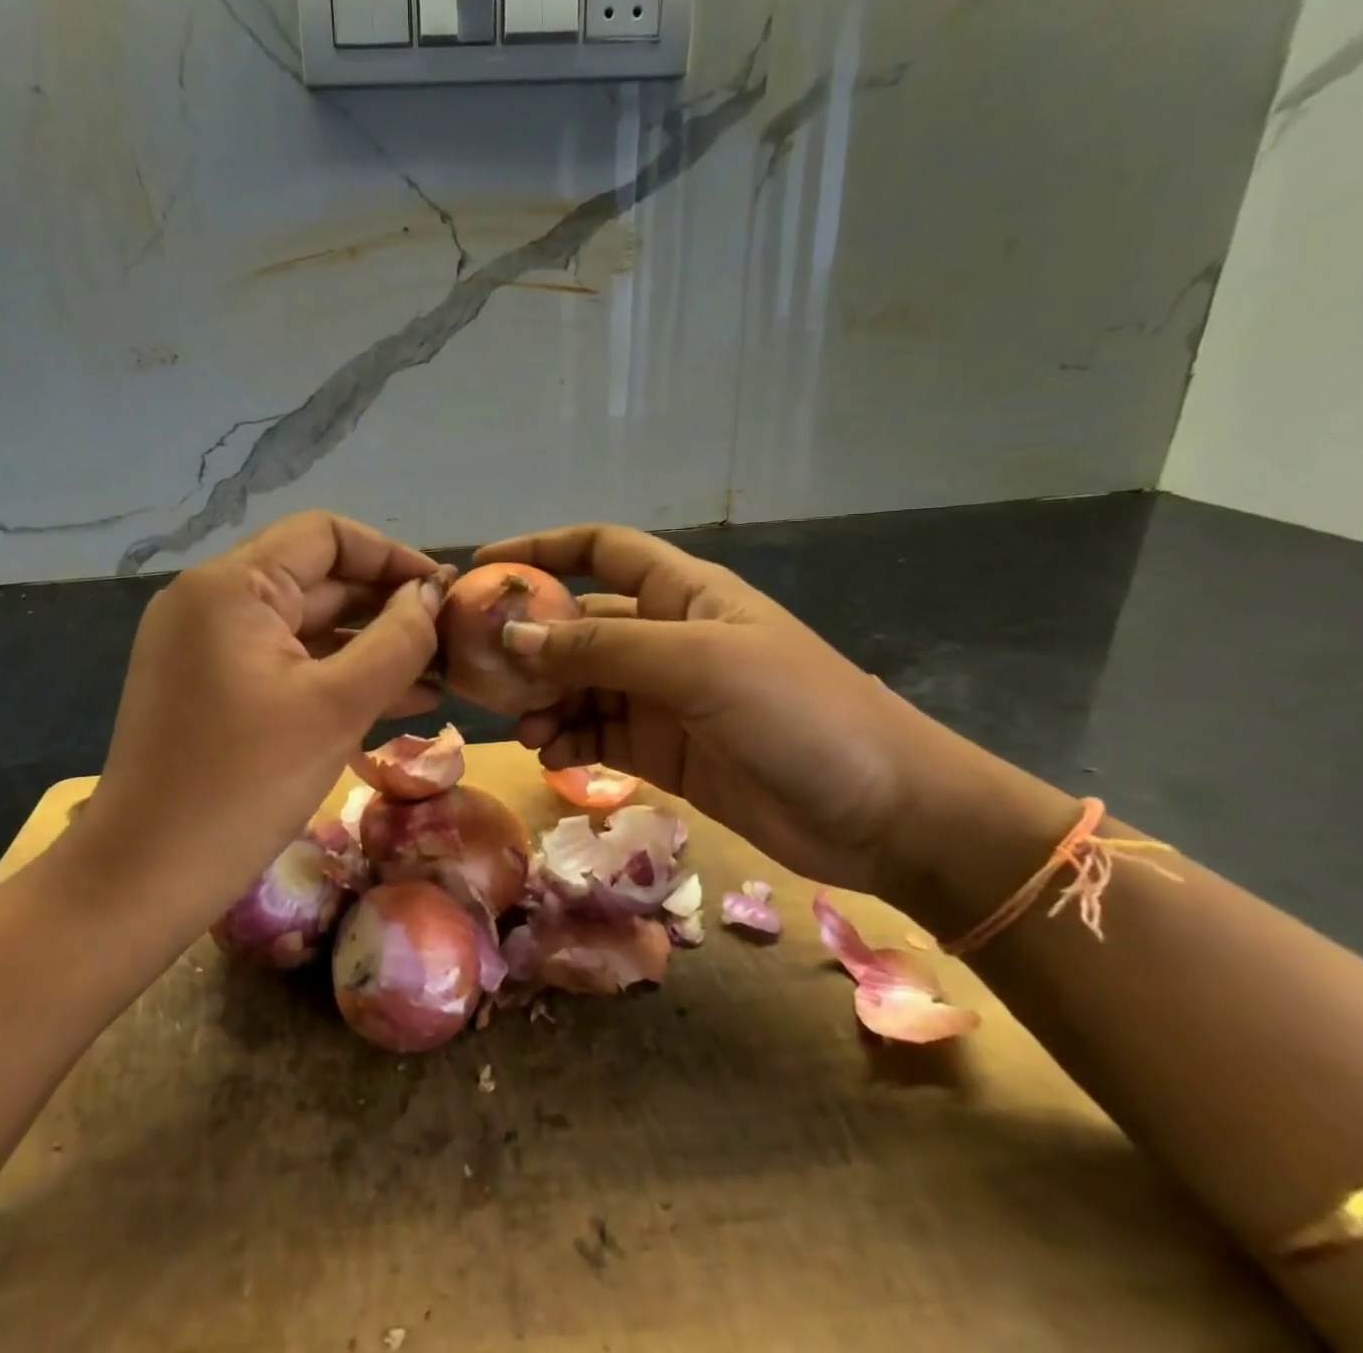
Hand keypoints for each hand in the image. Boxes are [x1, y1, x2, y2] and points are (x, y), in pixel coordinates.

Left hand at [75, 512, 445, 917]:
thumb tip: (432, 594)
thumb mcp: (338, 705)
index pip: (326, 536)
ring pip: (307, 629)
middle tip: (451, 640)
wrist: (145, 878)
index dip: (392, 556)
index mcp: (232, 586)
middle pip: (318, 581)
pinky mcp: (214, 691)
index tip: (444, 591)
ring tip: (439, 676)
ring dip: (370, 648)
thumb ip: (398, 640)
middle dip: (387, 608)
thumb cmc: (245, 782)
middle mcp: (213, 603)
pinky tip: (398, 703)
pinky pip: (287, 667)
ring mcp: (210, 649)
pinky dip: (336, 678)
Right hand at [475, 525, 1075, 909]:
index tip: (484, 566)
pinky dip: (568, 740)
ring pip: (581, 685)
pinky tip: (550, 754)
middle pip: (579, 625)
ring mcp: (663, 697)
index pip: (601, 551)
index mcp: (682, 594)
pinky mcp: (662, 751)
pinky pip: (597, 734)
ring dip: (544, 699)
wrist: (883, 813)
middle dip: (530, 642)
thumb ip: (602, 649)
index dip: (543, 549)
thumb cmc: (798, 712)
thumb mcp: (697, 665)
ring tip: (521, 726)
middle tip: (479, 669)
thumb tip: (513, 635)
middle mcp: (666, 638)